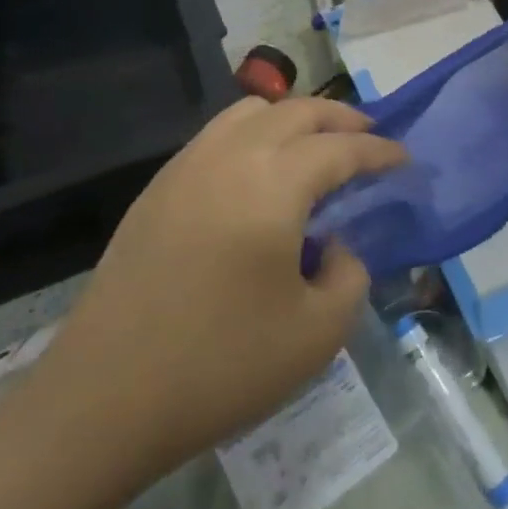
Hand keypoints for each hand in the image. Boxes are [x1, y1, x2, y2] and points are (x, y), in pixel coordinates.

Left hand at [27, 97, 405, 483]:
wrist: (105, 397)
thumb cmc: (220, 365)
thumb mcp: (316, 334)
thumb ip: (349, 276)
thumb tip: (337, 246)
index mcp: (274, 182)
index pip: (340, 148)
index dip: (378, 151)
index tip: (402, 158)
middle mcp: (230, 155)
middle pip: (296, 111)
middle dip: (340, 118)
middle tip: (368, 138)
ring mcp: (187, 165)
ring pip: (250, 112)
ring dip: (292, 119)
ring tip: (314, 148)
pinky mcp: (158, 187)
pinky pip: (216, 135)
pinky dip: (253, 135)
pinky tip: (259, 174)